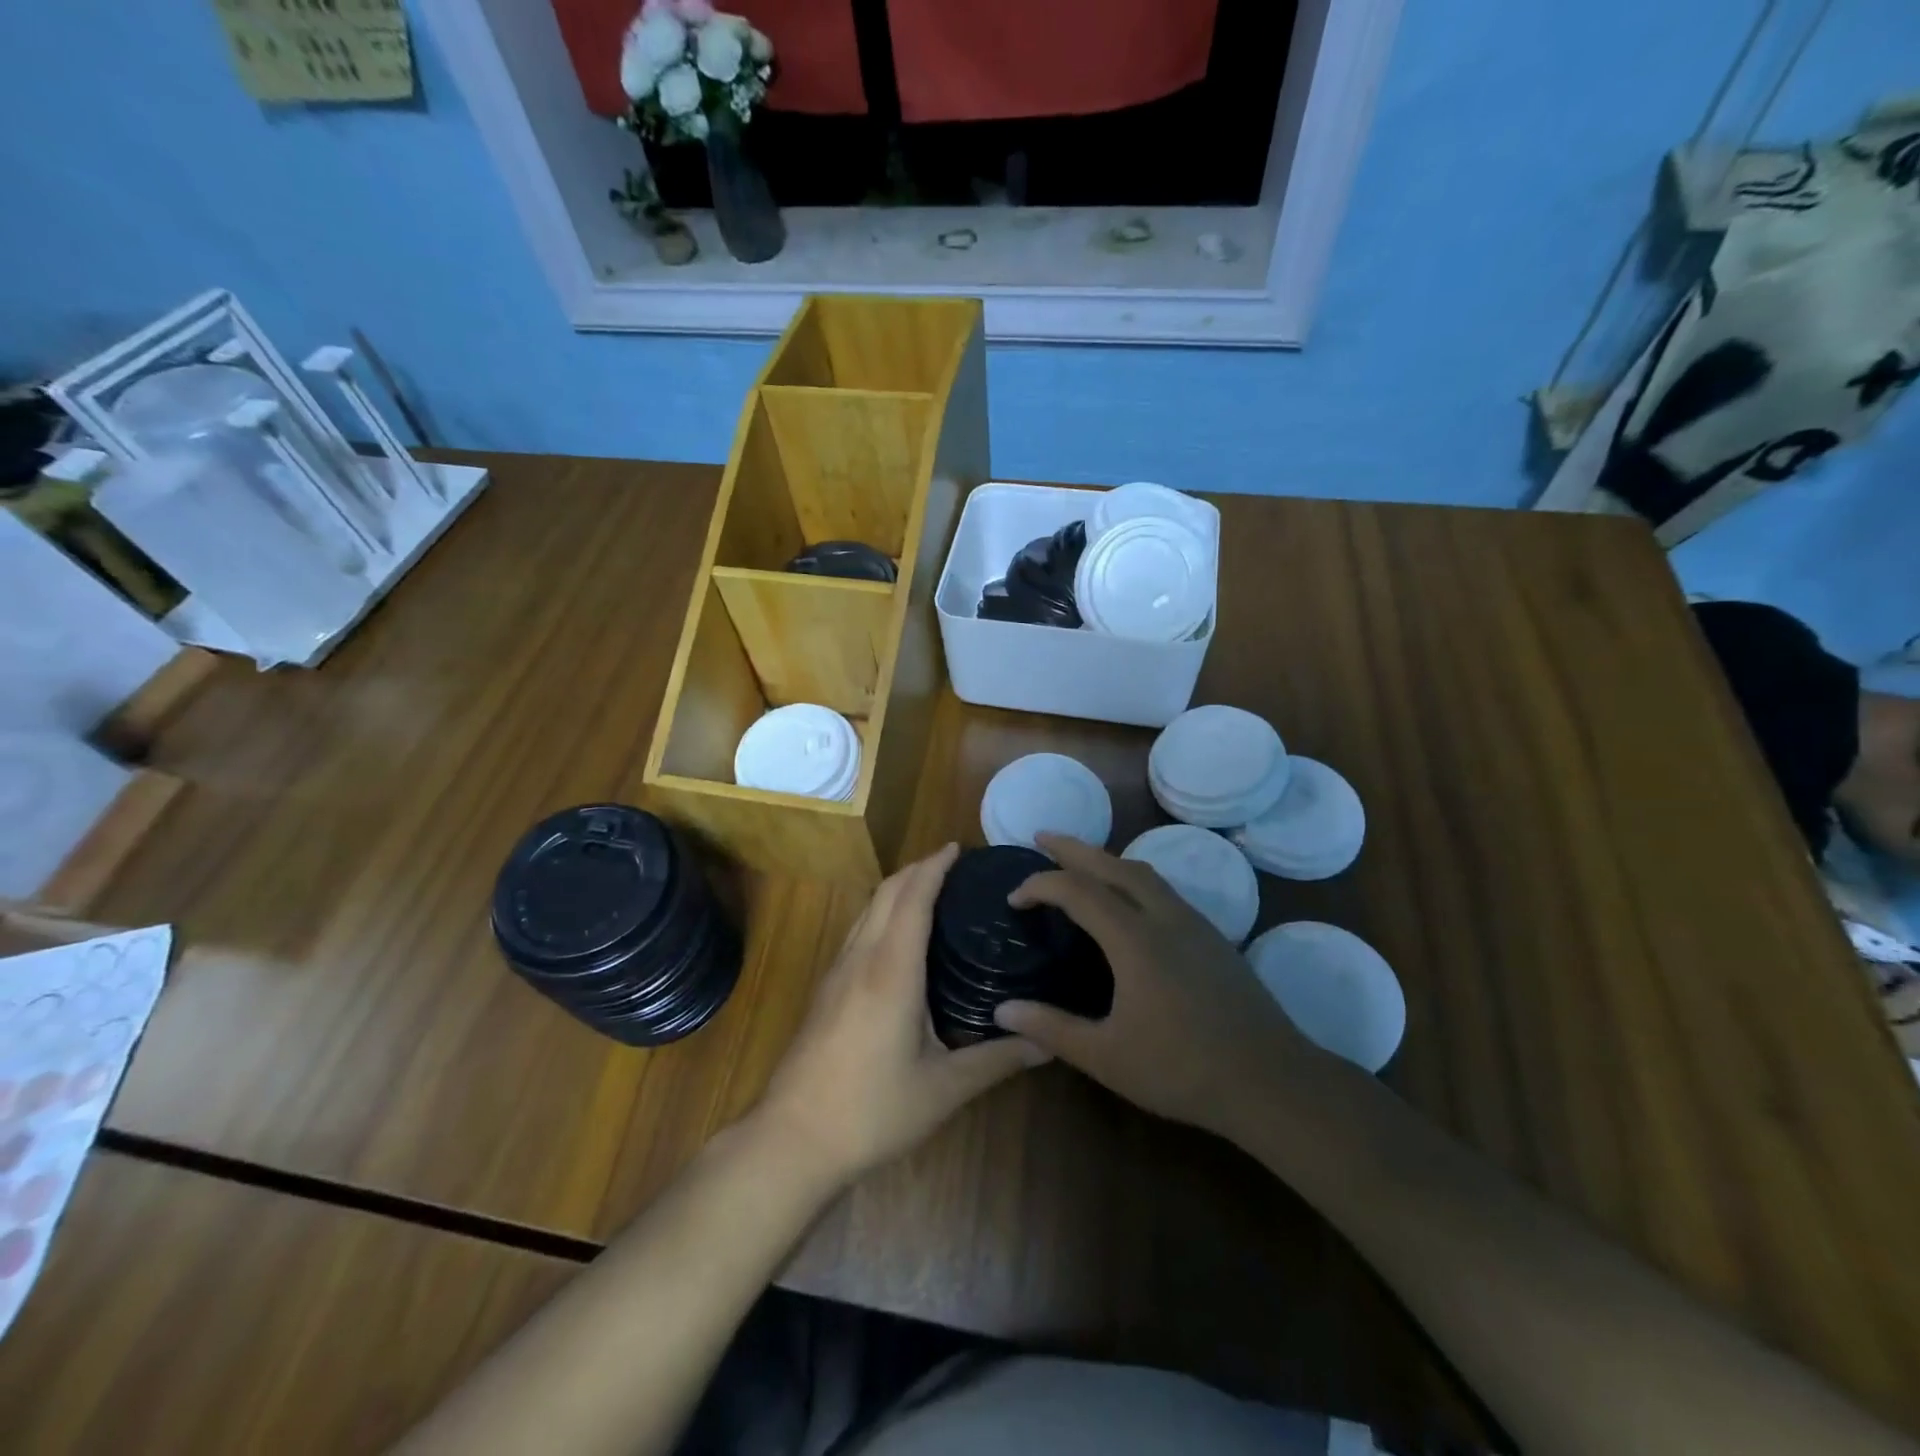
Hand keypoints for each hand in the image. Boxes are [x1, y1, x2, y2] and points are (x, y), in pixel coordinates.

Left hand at [756, 844, 1050, 1185]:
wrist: (793, 1139)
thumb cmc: (872, 1109)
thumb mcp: (943, 1088)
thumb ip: (996, 1060)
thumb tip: (1047, 1043)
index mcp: (892, 969)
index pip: (913, 898)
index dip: (934, 867)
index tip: (958, 848)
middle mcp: (861, 958)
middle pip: (886, 893)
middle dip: (917, 869)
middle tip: (953, 864)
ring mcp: (837, 972)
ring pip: (867, 910)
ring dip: (897, 889)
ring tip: (930, 890)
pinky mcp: (826, 990)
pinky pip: (858, 931)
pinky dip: (882, 913)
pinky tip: (898, 938)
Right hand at [994, 833, 1317, 1138]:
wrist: (1271, 1080)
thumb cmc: (1182, 1069)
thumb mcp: (1107, 1057)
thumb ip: (1051, 1029)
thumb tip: (1002, 1011)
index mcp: (1135, 939)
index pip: (1077, 891)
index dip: (1040, 885)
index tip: (1014, 899)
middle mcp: (1164, 917)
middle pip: (1113, 864)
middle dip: (1073, 847)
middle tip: (1041, 837)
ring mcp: (1194, 923)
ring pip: (1143, 872)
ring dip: (1106, 859)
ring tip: (1080, 863)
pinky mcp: (1212, 936)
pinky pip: (1163, 889)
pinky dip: (1132, 879)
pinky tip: (1128, 901)